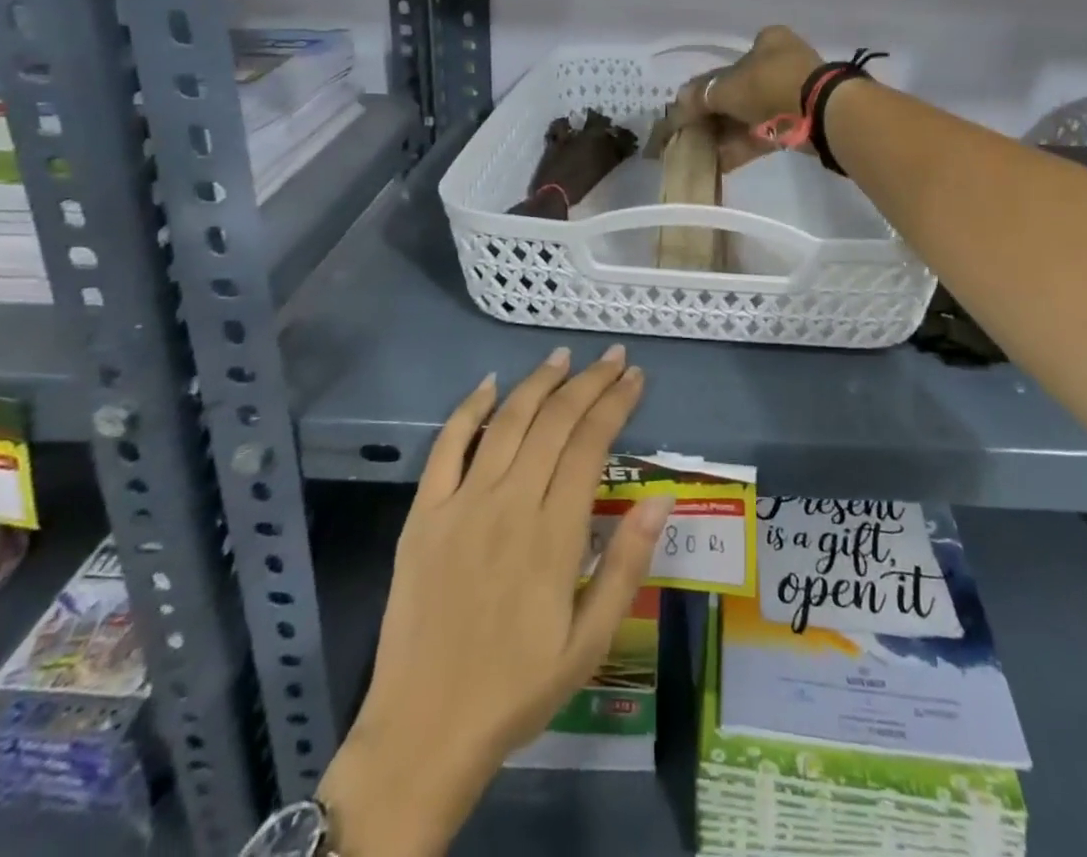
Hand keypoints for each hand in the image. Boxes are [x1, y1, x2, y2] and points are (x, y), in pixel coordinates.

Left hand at [319, 346, 670, 856]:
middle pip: (555, 421)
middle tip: (612, 357)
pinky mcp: (424, 513)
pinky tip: (489, 384)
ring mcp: (462, 503)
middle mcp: (510, 503)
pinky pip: (447, 446)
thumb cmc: (518, 688)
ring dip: (538, 382)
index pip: (592, 443)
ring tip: (562, 356)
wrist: (425, 730)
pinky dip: (468, 409)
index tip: (635, 377)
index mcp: (554, 533)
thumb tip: (662, 499)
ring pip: (507, 421)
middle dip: (588, 382)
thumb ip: (626, 565)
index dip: (615, 403)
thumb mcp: (590, 642)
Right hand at [668, 25, 823, 172]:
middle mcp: (781, 64)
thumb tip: (677, 103)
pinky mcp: (798, 124)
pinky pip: (763, 134)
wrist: (820, 113)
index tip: (691, 108)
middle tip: (691, 133)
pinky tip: (718, 163)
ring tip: (700, 152)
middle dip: (714, 115)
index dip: (706, 86)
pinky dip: (741, 147)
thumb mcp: (726, 88)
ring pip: (750, 116)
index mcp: (767, 43)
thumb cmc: (770, 86)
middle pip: (738, 92)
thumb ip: (699, 96)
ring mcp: (792, 95)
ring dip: (725, 134)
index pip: (729, 64)